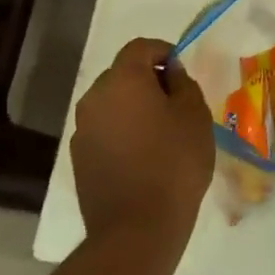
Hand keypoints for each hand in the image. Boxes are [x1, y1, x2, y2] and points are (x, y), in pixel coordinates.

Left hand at [71, 38, 214, 235]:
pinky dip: (123, 131)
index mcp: (122, 80)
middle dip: (148, 80)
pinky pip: (105, 130)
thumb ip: (182, 83)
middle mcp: (94, 98)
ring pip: (112, 104)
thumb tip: (169, 73)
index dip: (163, 51)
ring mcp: (82, 130)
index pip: (140, 47)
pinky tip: (144, 155)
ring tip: (162, 131)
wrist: (137, 227)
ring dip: (134, 107)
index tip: (182, 71)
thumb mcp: (195, 115)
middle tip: (177, 101)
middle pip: (122, 74)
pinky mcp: (79, 158)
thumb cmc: (174, 162)